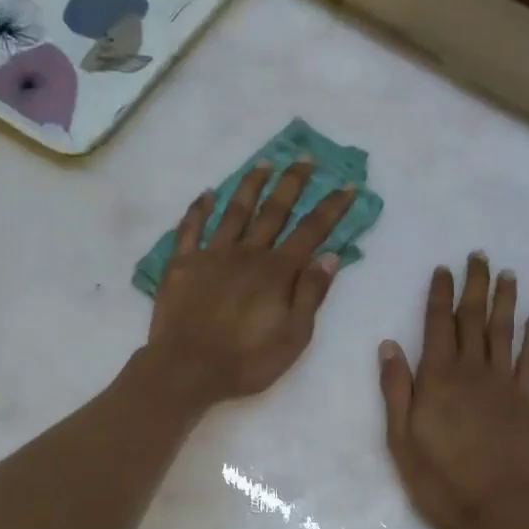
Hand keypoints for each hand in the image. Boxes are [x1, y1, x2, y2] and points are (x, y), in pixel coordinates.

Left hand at [144, 160, 356, 406]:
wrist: (187, 369)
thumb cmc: (247, 360)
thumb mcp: (294, 336)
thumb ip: (311, 294)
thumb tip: (330, 256)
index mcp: (277, 272)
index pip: (311, 232)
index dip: (331, 208)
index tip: (346, 186)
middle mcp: (247, 253)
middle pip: (274, 210)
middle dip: (292, 183)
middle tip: (304, 159)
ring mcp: (212, 255)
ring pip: (235, 211)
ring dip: (251, 185)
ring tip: (264, 163)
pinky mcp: (182, 264)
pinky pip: (190, 229)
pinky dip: (199, 209)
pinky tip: (207, 194)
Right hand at [379, 254, 528, 528]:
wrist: (496, 506)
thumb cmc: (439, 477)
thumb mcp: (401, 438)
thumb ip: (396, 389)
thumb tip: (389, 345)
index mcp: (437, 377)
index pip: (437, 324)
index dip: (440, 295)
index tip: (443, 269)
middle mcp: (472, 370)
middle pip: (473, 318)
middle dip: (475, 285)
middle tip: (479, 256)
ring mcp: (503, 383)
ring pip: (504, 331)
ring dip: (506, 300)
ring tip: (508, 274)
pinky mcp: (525, 400)